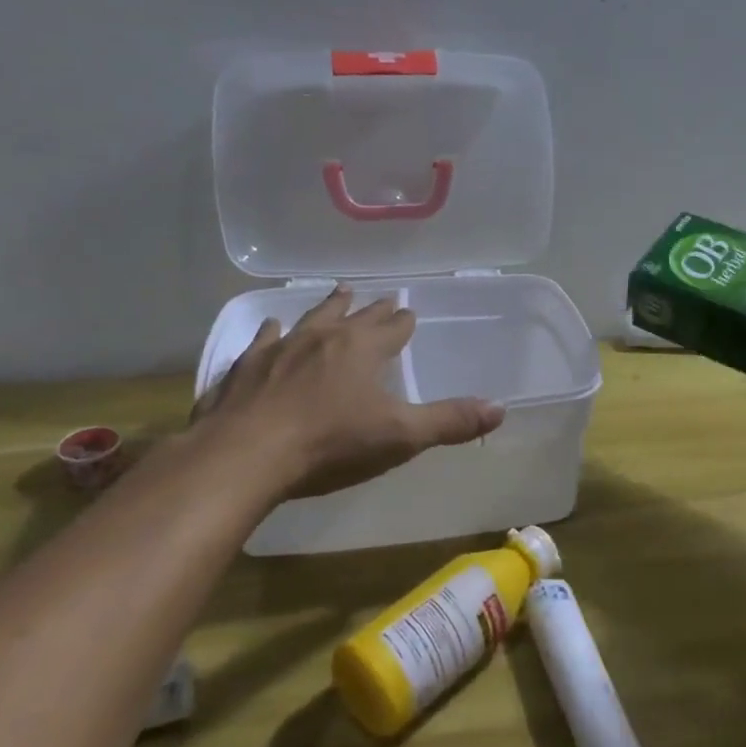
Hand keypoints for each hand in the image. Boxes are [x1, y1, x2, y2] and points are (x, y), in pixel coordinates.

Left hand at [191, 286, 504, 499]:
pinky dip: (271, 332)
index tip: (409, 312)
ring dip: (327, 306)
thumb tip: (500, 408)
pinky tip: (271, 327)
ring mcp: (280, 348)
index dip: (403, 322)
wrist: (246, 455)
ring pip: (310, 318)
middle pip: (353, 315)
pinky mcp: (245, 367)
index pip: (391, 329)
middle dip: (371, 308)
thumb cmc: (330, 444)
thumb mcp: (400, 436)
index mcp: (362, 349)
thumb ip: (450, 421)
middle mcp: (323, 338)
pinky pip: (263, 340)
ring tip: (338, 292)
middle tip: (381, 296)